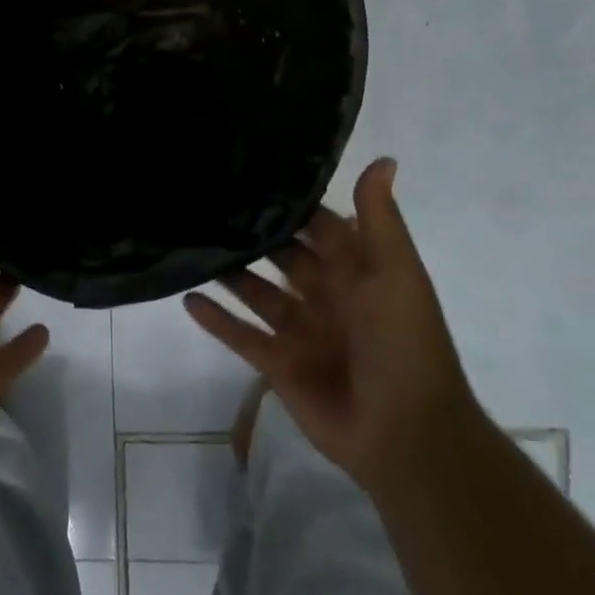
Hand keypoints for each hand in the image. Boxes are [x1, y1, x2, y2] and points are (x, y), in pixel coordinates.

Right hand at [184, 158, 479, 495]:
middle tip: (205, 200)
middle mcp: (325, 295)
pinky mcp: (278, 365)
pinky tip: (186, 296)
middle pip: (281, 255)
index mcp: (355, 272)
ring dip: (228, 272)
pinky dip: (215, 319)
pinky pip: (240, 335)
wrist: (409, 437)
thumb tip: (383, 158)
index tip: (251, 170)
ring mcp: (300, 331)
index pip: (318, 225)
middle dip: (252, 233)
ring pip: (255, 292)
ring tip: (189, 241)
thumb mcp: (395, 272)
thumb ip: (378, 218)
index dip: (290, 202)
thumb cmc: (404, 343)